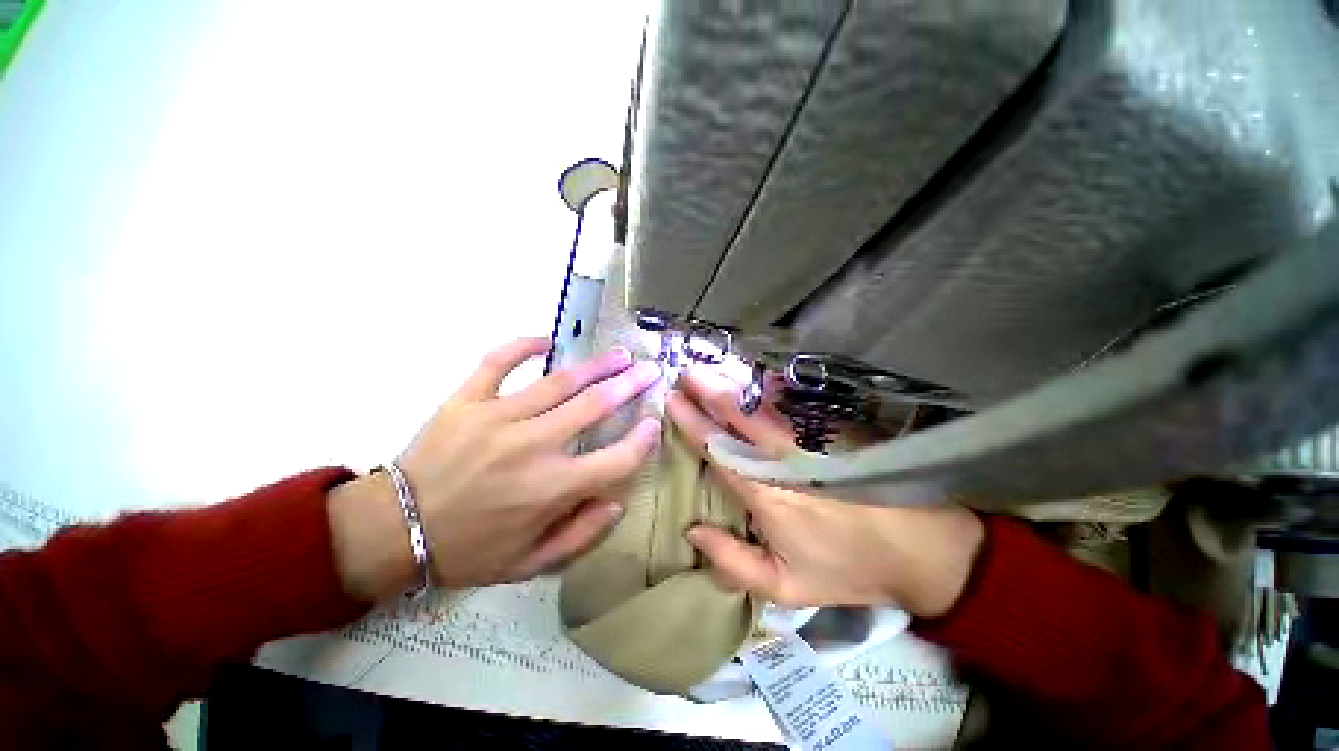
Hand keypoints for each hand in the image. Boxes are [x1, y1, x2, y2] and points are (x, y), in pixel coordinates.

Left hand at [330, 338, 661, 599]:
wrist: (393, 531)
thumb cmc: (469, 550)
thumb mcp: (530, 564)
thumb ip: (582, 535)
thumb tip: (618, 499)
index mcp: (550, 489)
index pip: (615, 459)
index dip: (641, 441)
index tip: (653, 424)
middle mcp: (532, 447)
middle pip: (594, 407)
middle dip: (629, 386)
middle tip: (651, 370)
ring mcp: (497, 418)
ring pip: (559, 382)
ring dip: (596, 366)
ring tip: (619, 354)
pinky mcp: (465, 400)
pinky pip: (498, 362)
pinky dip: (523, 346)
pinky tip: (547, 340)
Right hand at [665, 366, 983, 617]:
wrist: (924, 550)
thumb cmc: (848, 568)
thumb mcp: (786, 585)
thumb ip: (733, 562)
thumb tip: (692, 530)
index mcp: (766, 493)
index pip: (718, 448)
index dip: (692, 422)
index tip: (673, 401)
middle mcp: (784, 457)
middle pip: (739, 414)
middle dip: (709, 389)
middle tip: (686, 374)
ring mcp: (812, 437)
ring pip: (764, 402)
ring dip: (735, 383)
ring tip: (710, 370)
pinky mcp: (835, 428)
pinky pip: (794, 401)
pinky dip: (770, 387)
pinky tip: (755, 376)